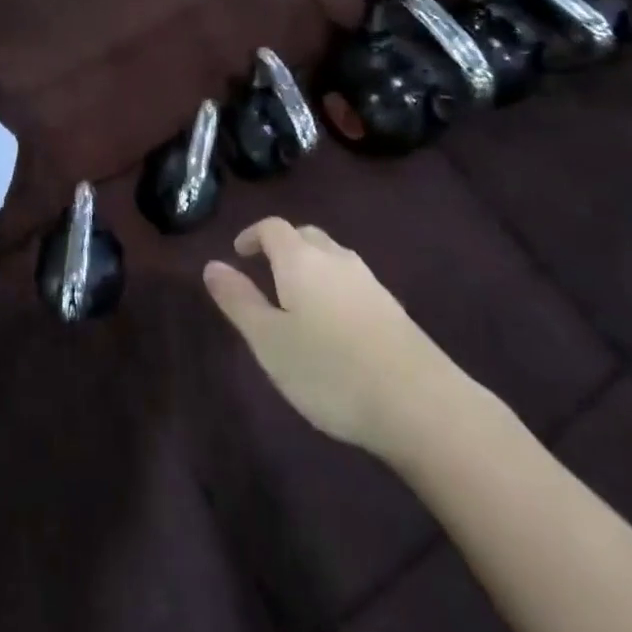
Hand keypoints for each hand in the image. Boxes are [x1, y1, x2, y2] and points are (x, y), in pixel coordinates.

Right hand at [204, 218, 459, 455]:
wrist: (420, 403)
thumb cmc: (329, 370)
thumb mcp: (269, 341)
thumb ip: (238, 300)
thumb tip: (212, 265)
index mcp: (301, 259)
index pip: (273, 228)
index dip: (252, 235)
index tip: (238, 253)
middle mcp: (336, 259)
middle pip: (306, 236)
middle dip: (282, 247)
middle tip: (265, 273)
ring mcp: (370, 282)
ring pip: (332, 259)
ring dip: (310, 267)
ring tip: (297, 301)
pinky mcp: (393, 309)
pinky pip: (352, 283)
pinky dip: (334, 289)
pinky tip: (334, 326)